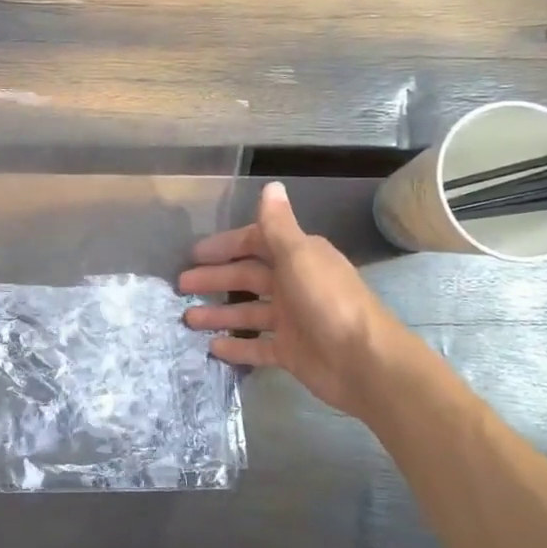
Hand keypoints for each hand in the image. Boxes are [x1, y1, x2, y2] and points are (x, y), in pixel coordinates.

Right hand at [179, 182, 430, 415]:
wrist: (364, 362)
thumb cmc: (328, 301)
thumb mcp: (299, 255)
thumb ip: (278, 224)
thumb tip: (271, 185)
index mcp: (298, 257)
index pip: (256, 244)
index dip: (226, 246)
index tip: (195, 253)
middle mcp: (295, 285)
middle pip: (248, 278)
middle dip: (215, 279)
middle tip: (181, 285)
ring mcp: (293, 321)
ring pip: (248, 313)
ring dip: (219, 314)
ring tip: (187, 319)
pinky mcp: (291, 352)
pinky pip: (257, 346)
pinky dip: (236, 346)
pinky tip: (211, 347)